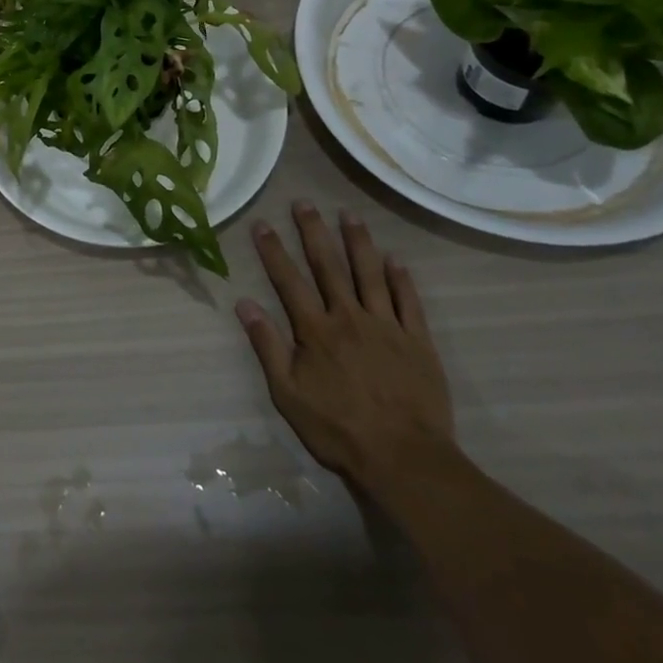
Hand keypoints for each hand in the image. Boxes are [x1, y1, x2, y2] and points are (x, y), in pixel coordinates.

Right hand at [234, 200, 454, 490]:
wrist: (405, 460)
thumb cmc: (338, 429)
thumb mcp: (288, 393)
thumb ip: (267, 346)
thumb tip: (244, 303)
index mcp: (315, 330)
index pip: (289, 280)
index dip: (273, 250)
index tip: (262, 223)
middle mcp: (349, 317)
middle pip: (329, 266)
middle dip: (313, 232)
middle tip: (304, 202)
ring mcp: (386, 327)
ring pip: (370, 274)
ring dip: (358, 242)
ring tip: (349, 215)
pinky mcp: (418, 343)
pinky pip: (408, 302)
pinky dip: (401, 279)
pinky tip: (394, 260)